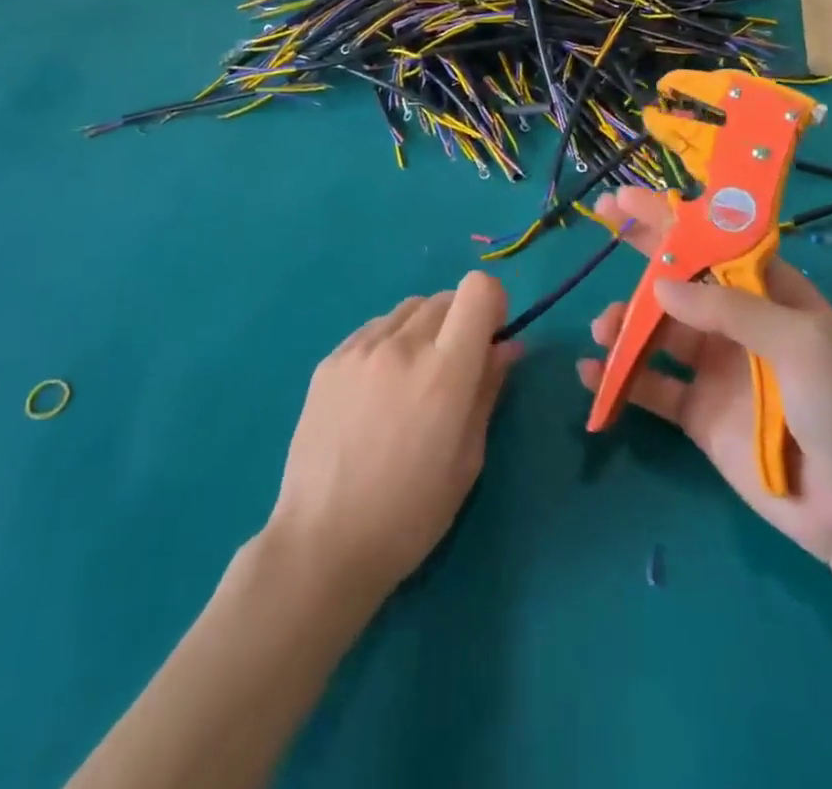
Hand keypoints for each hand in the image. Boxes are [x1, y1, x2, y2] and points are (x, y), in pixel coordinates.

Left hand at [268, 272, 519, 599]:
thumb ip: (488, 390)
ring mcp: (360, 348)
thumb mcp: (468, 458)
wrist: (323, 542)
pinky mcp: (329, 360)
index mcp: (444, 371)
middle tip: (452, 371)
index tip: (489, 340)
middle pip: (445, 298)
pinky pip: (373, 330)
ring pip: (408, 310)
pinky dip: (388, 344)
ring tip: (410, 382)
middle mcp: (402, 345)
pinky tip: (376, 392)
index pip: (478, 289)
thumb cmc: (411, 513)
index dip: (492, 306)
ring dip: (423, 330)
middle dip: (460, 322)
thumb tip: (507, 345)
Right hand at [576, 187, 831, 561]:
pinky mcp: (699, 413)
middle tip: (604, 222)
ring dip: (626, 322)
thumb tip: (660, 286)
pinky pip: (652, 386)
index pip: (716, 244)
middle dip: (643, 252)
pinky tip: (591, 372)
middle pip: (682, 279)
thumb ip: (728, 309)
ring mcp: (717, 369)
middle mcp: (740, 325)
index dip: (674, 218)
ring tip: (604, 327)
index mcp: (771, 295)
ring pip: (659, 332)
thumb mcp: (800, 342)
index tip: (630, 198)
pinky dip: (620, 377)